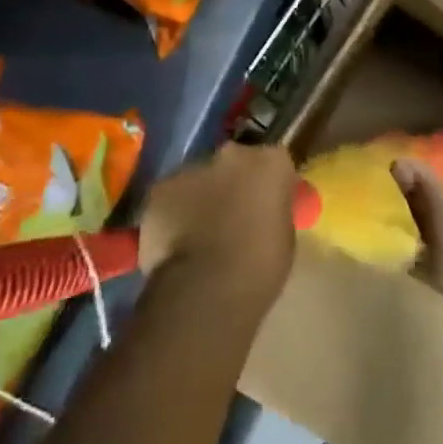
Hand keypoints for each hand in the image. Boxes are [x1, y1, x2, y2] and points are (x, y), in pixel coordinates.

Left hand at [139, 143, 298, 310]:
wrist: (207, 289)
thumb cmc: (260, 265)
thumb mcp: (283, 234)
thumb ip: (270, 209)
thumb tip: (259, 211)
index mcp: (270, 162)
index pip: (274, 162)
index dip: (269, 183)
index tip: (267, 203)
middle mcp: (232, 154)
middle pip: (234, 162)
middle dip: (232, 182)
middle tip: (232, 214)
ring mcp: (192, 169)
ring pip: (199, 178)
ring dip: (201, 196)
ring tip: (199, 233)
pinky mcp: (159, 190)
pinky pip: (170, 197)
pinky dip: (172, 213)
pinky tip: (174, 241)